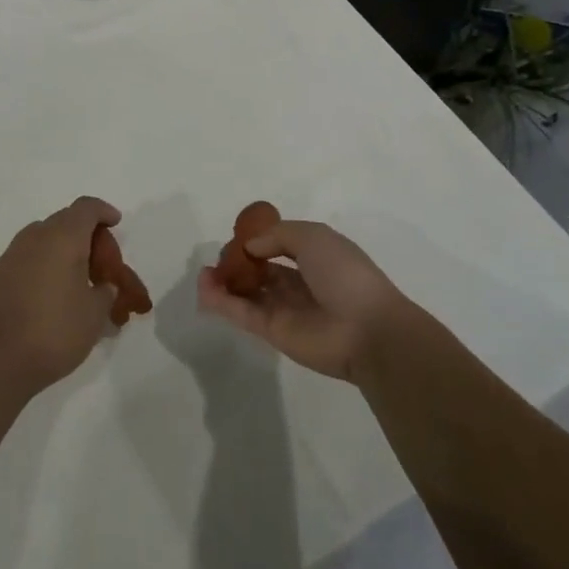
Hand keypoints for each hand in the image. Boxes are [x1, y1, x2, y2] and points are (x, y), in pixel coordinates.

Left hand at [0, 197, 120, 393]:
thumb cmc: (54, 332)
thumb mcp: (94, 315)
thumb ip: (105, 293)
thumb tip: (104, 286)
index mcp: (63, 238)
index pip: (86, 208)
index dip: (103, 211)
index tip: (115, 223)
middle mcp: (35, 237)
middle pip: (65, 221)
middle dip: (85, 235)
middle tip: (100, 262)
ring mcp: (11, 255)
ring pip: (43, 239)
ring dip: (62, 250)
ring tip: (76, 279)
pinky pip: (27, 258)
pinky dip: (44, 265)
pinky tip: (51, 294)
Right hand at [196, 220, 408, 380]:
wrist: (366, 329)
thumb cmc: (344, 273)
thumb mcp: (313, 237)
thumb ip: (277, 235)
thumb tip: (251, 246)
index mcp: (316, 257)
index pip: (280, 246)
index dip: (258, 241)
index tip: (238, 237)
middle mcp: (300, 283)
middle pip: (261, 271)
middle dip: (238, 263)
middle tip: (218, 258)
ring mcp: (285, 309)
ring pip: (248, 293)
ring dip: (225, 282)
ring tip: (202, 274)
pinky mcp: (273, 333)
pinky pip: (243, 313)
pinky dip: (222, 302)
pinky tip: (204, 289)